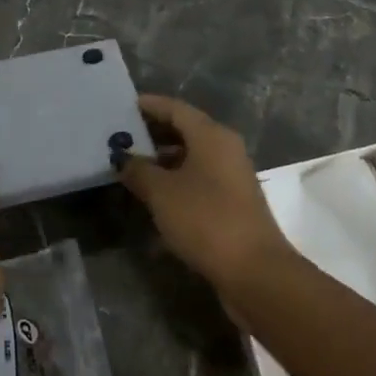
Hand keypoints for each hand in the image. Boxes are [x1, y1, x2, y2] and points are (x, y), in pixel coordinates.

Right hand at [115, 94, 293, 296]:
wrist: (254, 271)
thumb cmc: (205, 219)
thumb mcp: (162, 193)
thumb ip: (139, 170)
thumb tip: (124, 158)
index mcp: (211, 135)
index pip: (175, 108)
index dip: (149, 105)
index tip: (122, 106)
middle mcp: (225, 149)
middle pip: (185, 131)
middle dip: (153, 134)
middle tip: (120, 137)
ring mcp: (231, 177)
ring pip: (191, 158)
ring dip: (162, 161)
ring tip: (130, 168)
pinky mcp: (232, 203)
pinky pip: (197, 181)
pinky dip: (175, 183)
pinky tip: (153, 199)